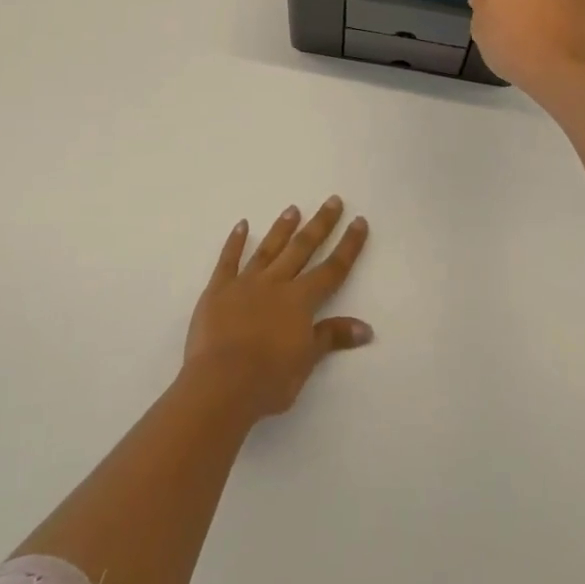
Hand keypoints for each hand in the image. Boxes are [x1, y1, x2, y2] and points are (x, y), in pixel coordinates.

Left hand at [182, 196, 372, 422]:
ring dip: (282, 228)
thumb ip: (332, 337)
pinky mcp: (218, 289)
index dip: (348, 246)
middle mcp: (276, 283)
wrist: (221, 383)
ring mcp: (245, 283)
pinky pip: (228, 260)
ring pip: (268, 249)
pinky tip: (242, 225)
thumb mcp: (306, 361)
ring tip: (293, 208)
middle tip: (333, 200)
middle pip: (302, 248)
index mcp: (300, 301)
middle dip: (320, 224)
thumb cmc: (269, 379)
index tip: (359, 221)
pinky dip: (234, 241)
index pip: (332, 269)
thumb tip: (366, 328)